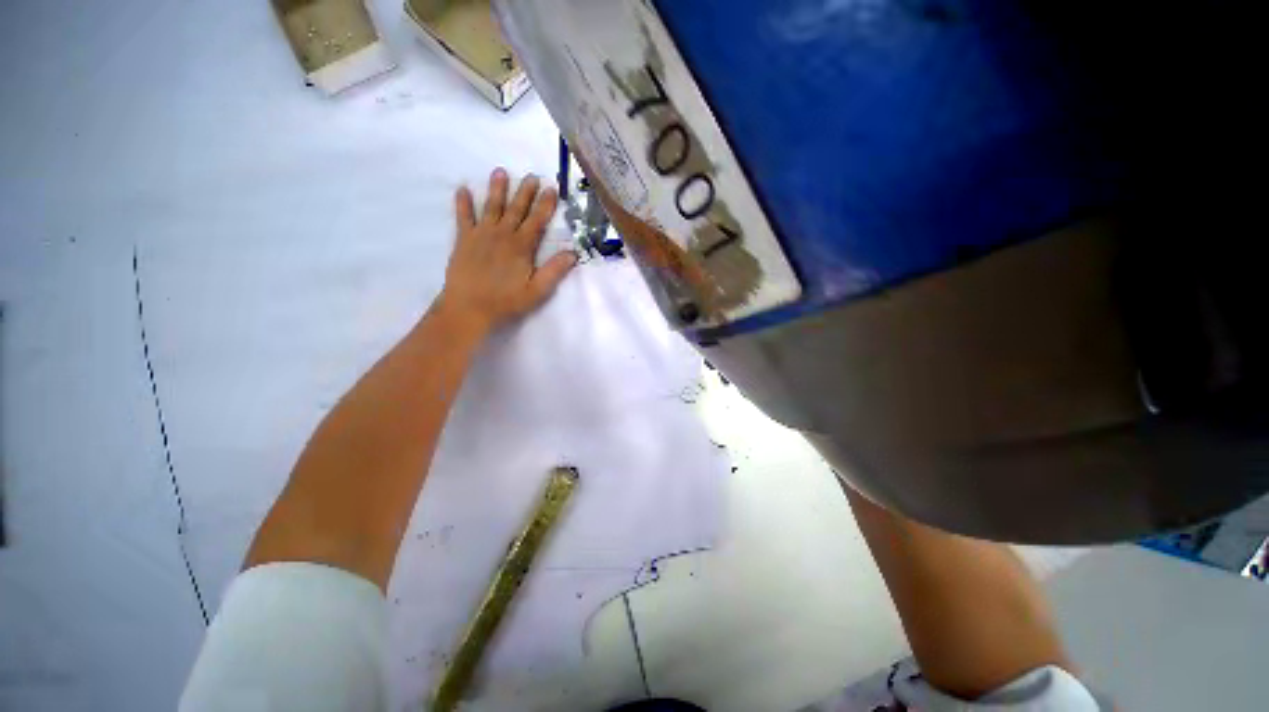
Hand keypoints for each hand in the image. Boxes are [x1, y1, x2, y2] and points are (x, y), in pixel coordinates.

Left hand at [437, 168, 576, 333]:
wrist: (468, 308)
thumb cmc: (506, 302)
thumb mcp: (537, 291)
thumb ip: (554, 271)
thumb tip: (573, 253)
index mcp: (521, 247)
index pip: (537, 221)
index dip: (545, 205)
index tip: (551, 188)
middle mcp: (502, 235)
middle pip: (516, 209)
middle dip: (525, 191)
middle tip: (531, 175)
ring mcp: (481, 235)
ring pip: (491, 207)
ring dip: (497, 189)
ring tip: (500, 171)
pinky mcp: (463, 240)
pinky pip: (463, 217)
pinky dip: (463, 203)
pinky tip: (462, 189)